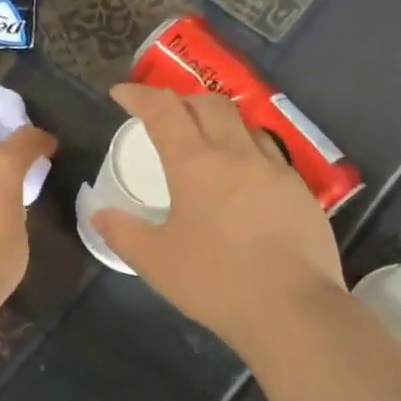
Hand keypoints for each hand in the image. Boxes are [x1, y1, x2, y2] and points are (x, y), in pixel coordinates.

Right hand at [93, 83, 344, 355]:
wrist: (291, 307)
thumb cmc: (214, 281)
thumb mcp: (155, 261)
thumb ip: (123, 233)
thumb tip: (99, 214)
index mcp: (195, 163)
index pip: (164, 111)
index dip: (140, 96)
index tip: (122, 93)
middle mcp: (237, 153)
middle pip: (209, 104)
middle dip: (182, 100)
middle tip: (165, 116)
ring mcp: (275, 169)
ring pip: (245, 124)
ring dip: (219, 121)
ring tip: (206, 140)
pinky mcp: (300, 191)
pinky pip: (270, 154)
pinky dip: (247, 150)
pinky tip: (244, 178)